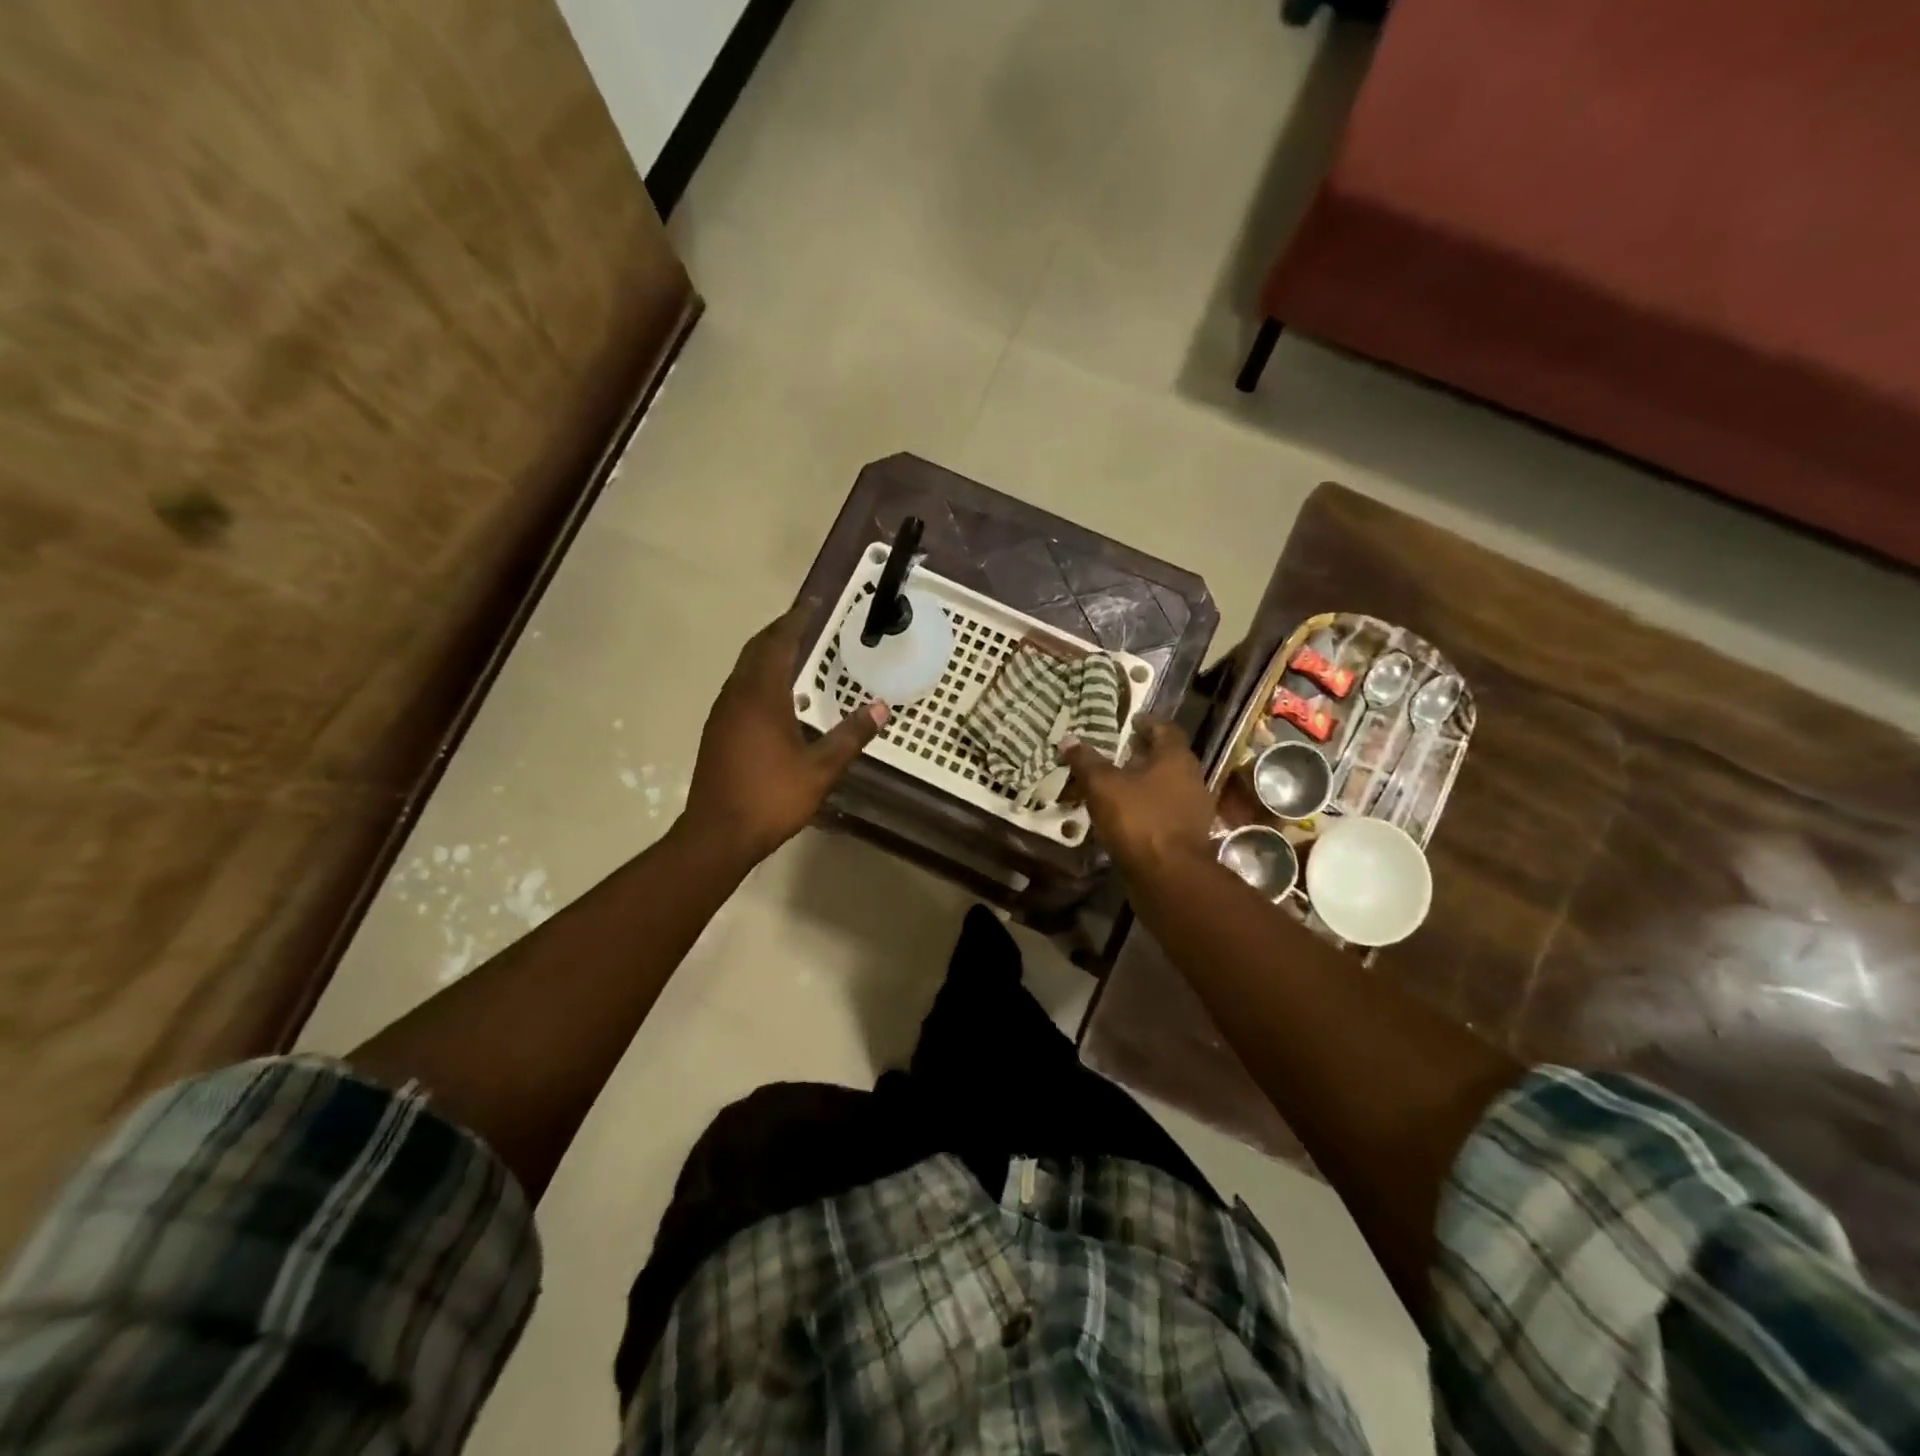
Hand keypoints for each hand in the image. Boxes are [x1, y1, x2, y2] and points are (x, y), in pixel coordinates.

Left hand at [684, 605, 887, 863]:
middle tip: (806, 621)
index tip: (813, 603)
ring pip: (744, 668)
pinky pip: (739, 687)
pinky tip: (775, 693)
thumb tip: (881, 708)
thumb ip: (850, 736)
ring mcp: (723, 714)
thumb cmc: (771, 798)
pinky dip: (758, 675)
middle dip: (780, 631)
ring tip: (793, 650)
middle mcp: (737, 696)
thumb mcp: (820, 769)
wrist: (717, 834)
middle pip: (756, 650)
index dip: (796, 621)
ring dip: (767, 652)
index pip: (779, 644)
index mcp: (761, 697)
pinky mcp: (717, 731)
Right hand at [1061, 722, 1214, 875]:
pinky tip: (1128, 814)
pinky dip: (1149, 807)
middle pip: (1169, 758)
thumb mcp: (1103, 786)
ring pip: (1169, 785)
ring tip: (1119, 784)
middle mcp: (1192, 778)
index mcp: (1176, 758)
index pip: (1166, 729)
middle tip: (1121, 751)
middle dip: (1145, 753)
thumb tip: (1068, 739)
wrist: (1169, 876)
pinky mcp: (1188, 835)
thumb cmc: (1138, 820)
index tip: (1131, 721)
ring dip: (1147, 782)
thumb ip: (1086, 762)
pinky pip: (1166, 810)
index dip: (1147, 723)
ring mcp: (1194, 808)